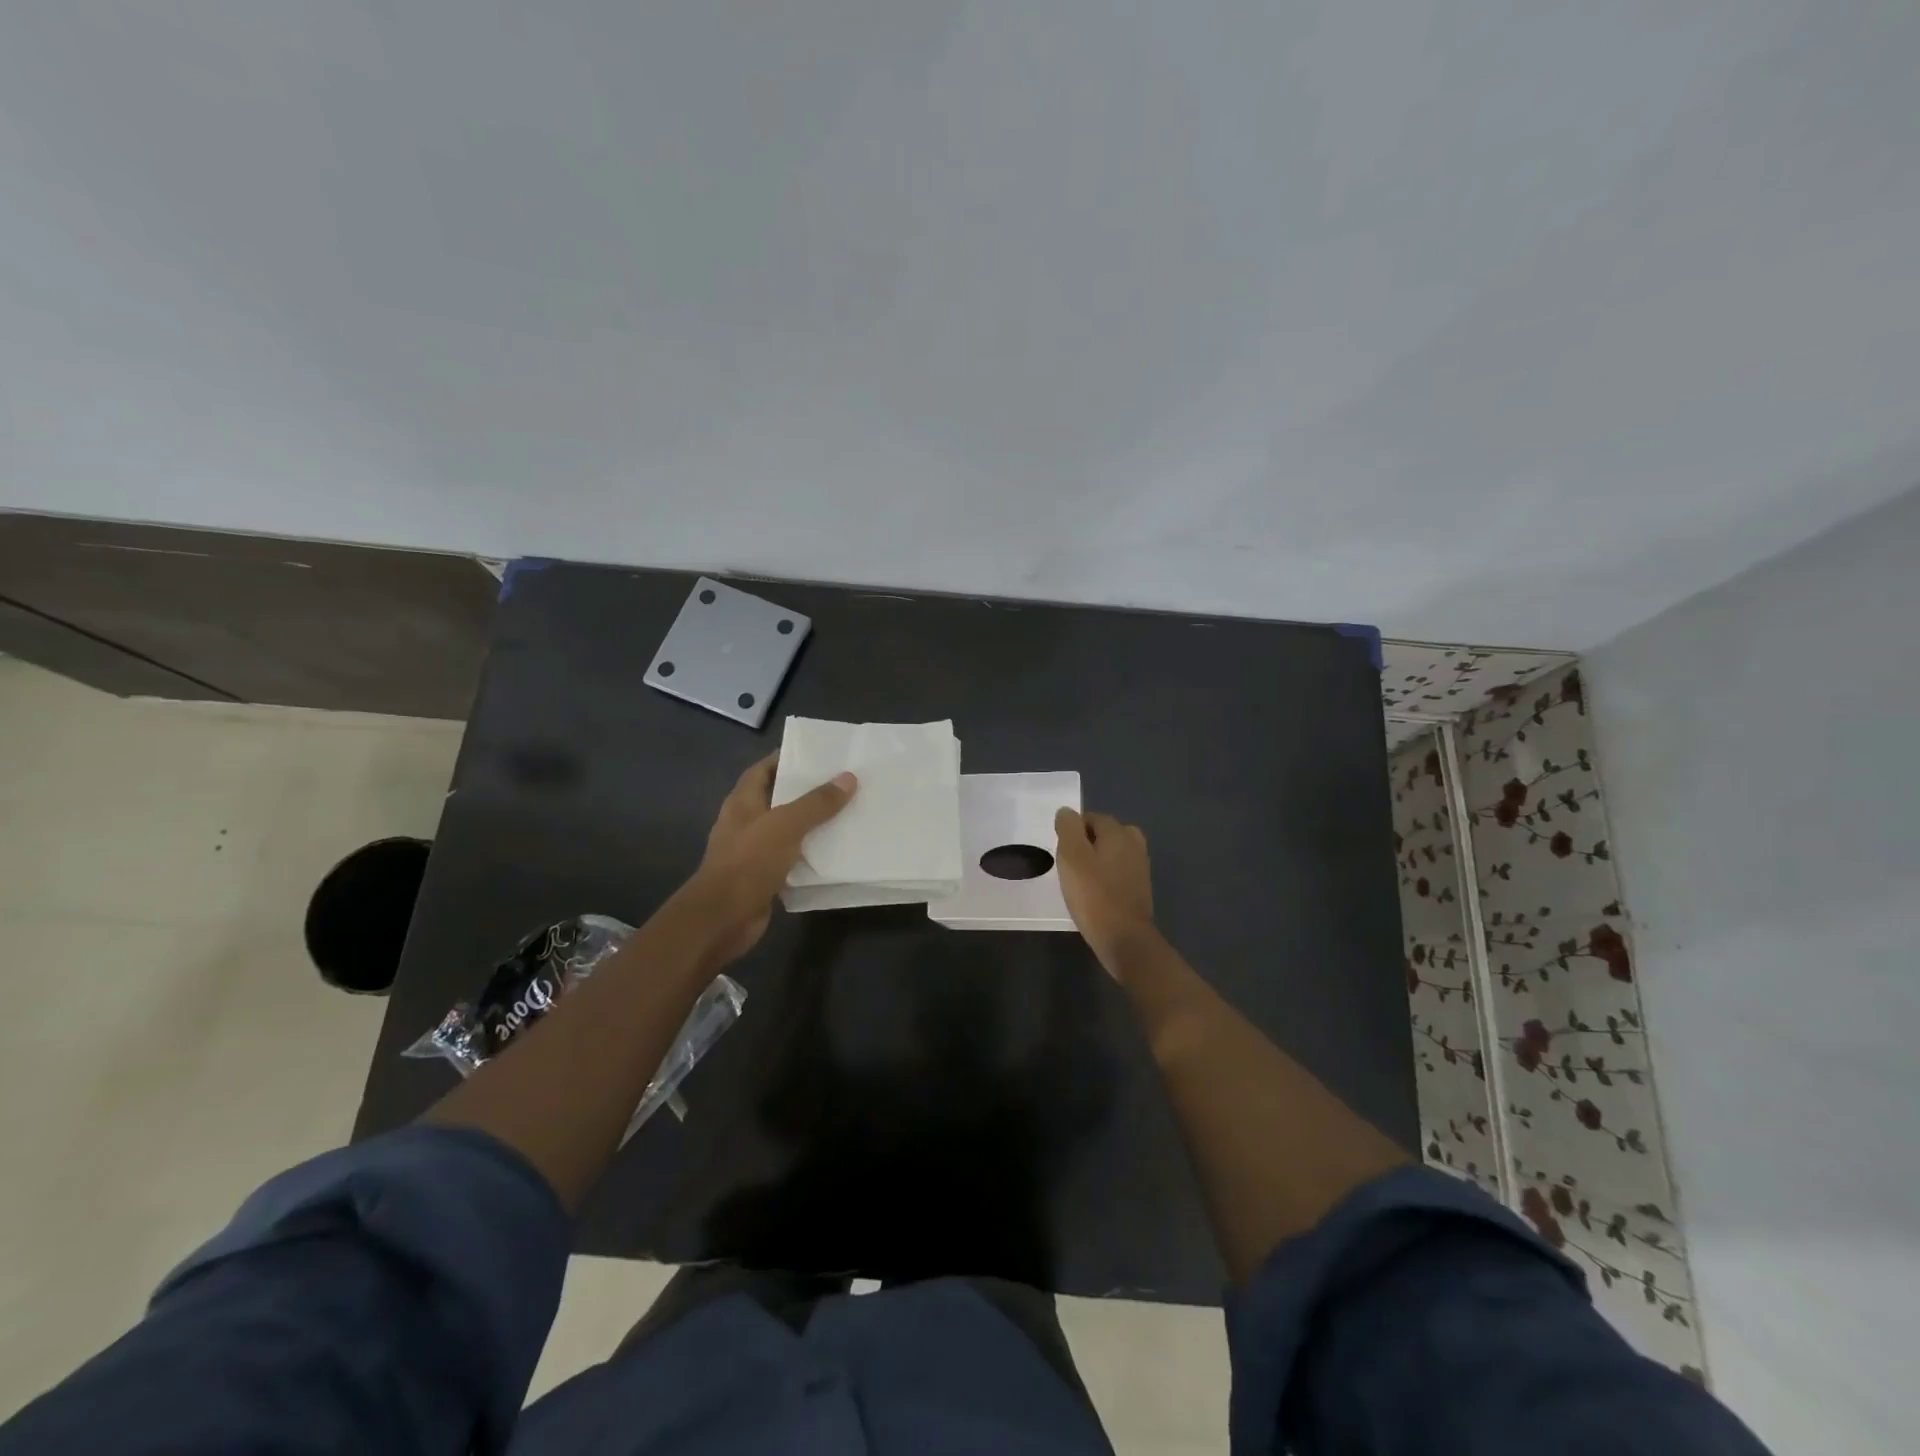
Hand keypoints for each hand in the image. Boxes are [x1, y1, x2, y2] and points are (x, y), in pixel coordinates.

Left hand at [693, 754, 855, 965]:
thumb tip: (848, 777)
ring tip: (847, 813)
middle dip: (807, 791)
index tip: (819, 755)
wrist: (723, 918)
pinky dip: (810, 854)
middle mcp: (746, 822)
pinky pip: (791, 858)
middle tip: (843, 783)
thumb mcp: (786, 825)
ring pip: (787, 830)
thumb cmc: (749, 862)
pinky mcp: (763, 877)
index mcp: (743, 802)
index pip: (764, 769)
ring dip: (812, 824)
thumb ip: (817, 802)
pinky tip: (836, 852)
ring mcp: (753, 851)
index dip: (787, 759)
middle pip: (778, 798)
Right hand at [1054, 807, 1156, 974]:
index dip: (1073, 831)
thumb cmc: (1094, 895)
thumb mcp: (1072, 856)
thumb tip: (1067, 812)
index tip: (1061, 852)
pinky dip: (1105, 877)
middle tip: (1069, 865)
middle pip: (1104, 834)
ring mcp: (1140, 867)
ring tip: (1079, 880)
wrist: (1124, 938)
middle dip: (1086, 844)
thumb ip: (1068, 828)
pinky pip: (1118, 872)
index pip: (1092, 818)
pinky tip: (1093, 894)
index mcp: (1118, 832)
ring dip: (1096, 861)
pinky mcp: (1140, 889)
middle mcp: (1134, 844)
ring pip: (1112, 853)